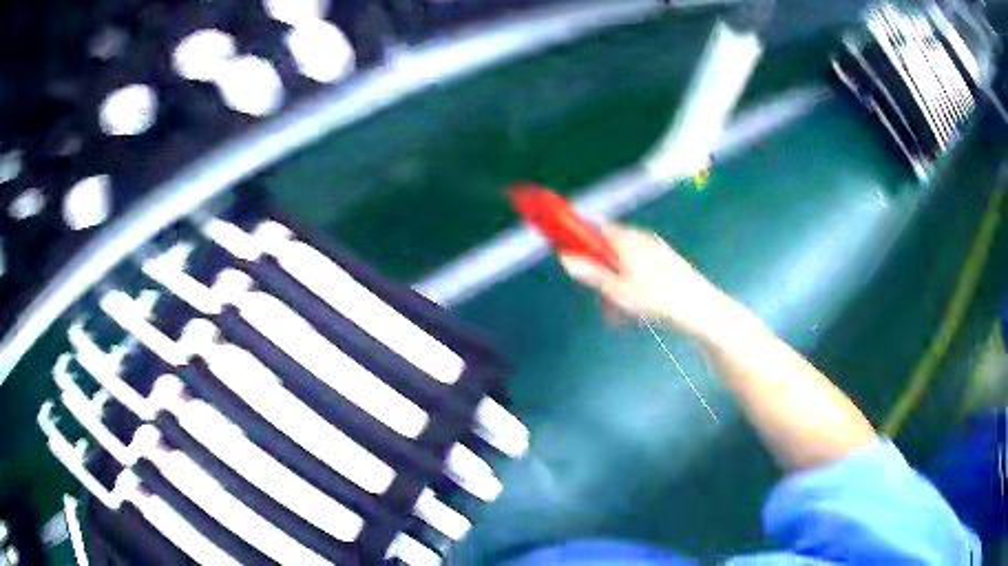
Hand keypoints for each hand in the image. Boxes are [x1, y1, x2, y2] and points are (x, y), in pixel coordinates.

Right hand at [560, 224, 732, 338]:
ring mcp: (656, 250)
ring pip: (625, 263)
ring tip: (621, 311)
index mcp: (628, 240)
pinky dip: (632, 284)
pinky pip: (640, 269)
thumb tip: (566, 259)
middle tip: (601, 297)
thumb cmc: (659, 299)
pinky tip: (638, 307)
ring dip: (616, 284)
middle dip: (601, 271)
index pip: (595, 228)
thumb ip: (591, 273)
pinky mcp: (666, 263)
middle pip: (609, 248)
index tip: (567, 251)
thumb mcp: (618, 290)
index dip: (579, 238)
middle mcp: (641, 239)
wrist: (699, 309)